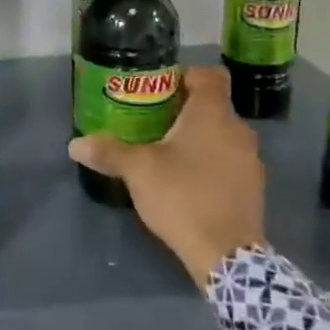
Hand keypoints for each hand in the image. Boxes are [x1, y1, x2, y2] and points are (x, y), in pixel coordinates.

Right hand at [69, 64, 265, 286]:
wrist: (226, 254)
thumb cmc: (182, 195)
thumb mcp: (137, 170)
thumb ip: (108, 151)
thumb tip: (75, 144)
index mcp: (213, 113)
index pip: (209, 74)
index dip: (185, 75)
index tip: (159, 88)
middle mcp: (238, 128)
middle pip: (213, 105)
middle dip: (184, 110)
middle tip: (153, 121)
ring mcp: (251, 159)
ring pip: (222, 134)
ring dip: (199, 138)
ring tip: (168, 153)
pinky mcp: (254, 186)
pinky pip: (230, 160)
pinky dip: (211, 162)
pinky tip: (188, 181)